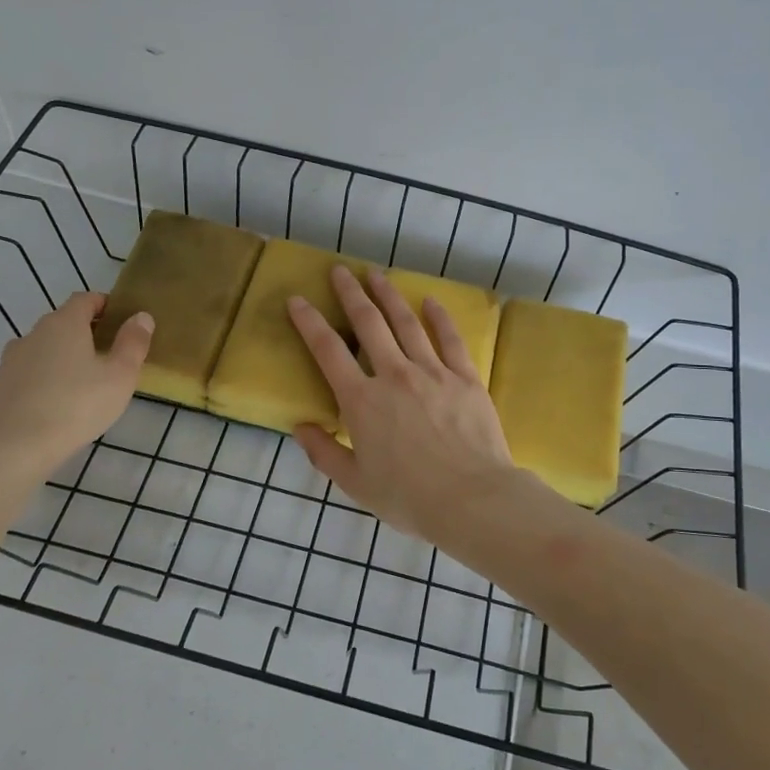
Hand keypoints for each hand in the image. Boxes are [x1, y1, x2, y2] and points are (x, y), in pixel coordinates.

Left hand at [0, 292, 150, 471]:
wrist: (18, 447)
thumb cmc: (78, 405)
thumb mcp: (120, 375)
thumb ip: (133, 342)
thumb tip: (142, 316)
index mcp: (65, 323)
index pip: (85, 299)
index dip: (105, 304)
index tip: (121, 321)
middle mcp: (35, 332)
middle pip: (64, 321)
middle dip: (86, 331)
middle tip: (109, 354)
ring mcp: (12, 358)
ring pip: (45, 346)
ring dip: (64, 354)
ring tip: (83, 380)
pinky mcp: (1, 384)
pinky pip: (30, 369)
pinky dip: (45, 375)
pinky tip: (57, 399)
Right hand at [286, 265, 518, 540]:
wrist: (472, 499)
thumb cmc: (409, 497)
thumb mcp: (355, 483)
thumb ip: (324, 453)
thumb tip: (301, 427)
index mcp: (361, 401)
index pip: (328, 351)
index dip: (309, 322)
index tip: (297, 299)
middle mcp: (394, 375)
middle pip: (368, 323)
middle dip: (351, 293)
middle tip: (340, 270)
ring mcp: (432, 372)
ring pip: (406, 323)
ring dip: (389, 295)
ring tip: (377, 274)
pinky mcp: (464, 377)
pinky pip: (449, 339)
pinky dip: (439, 317)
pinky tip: (430, 301)